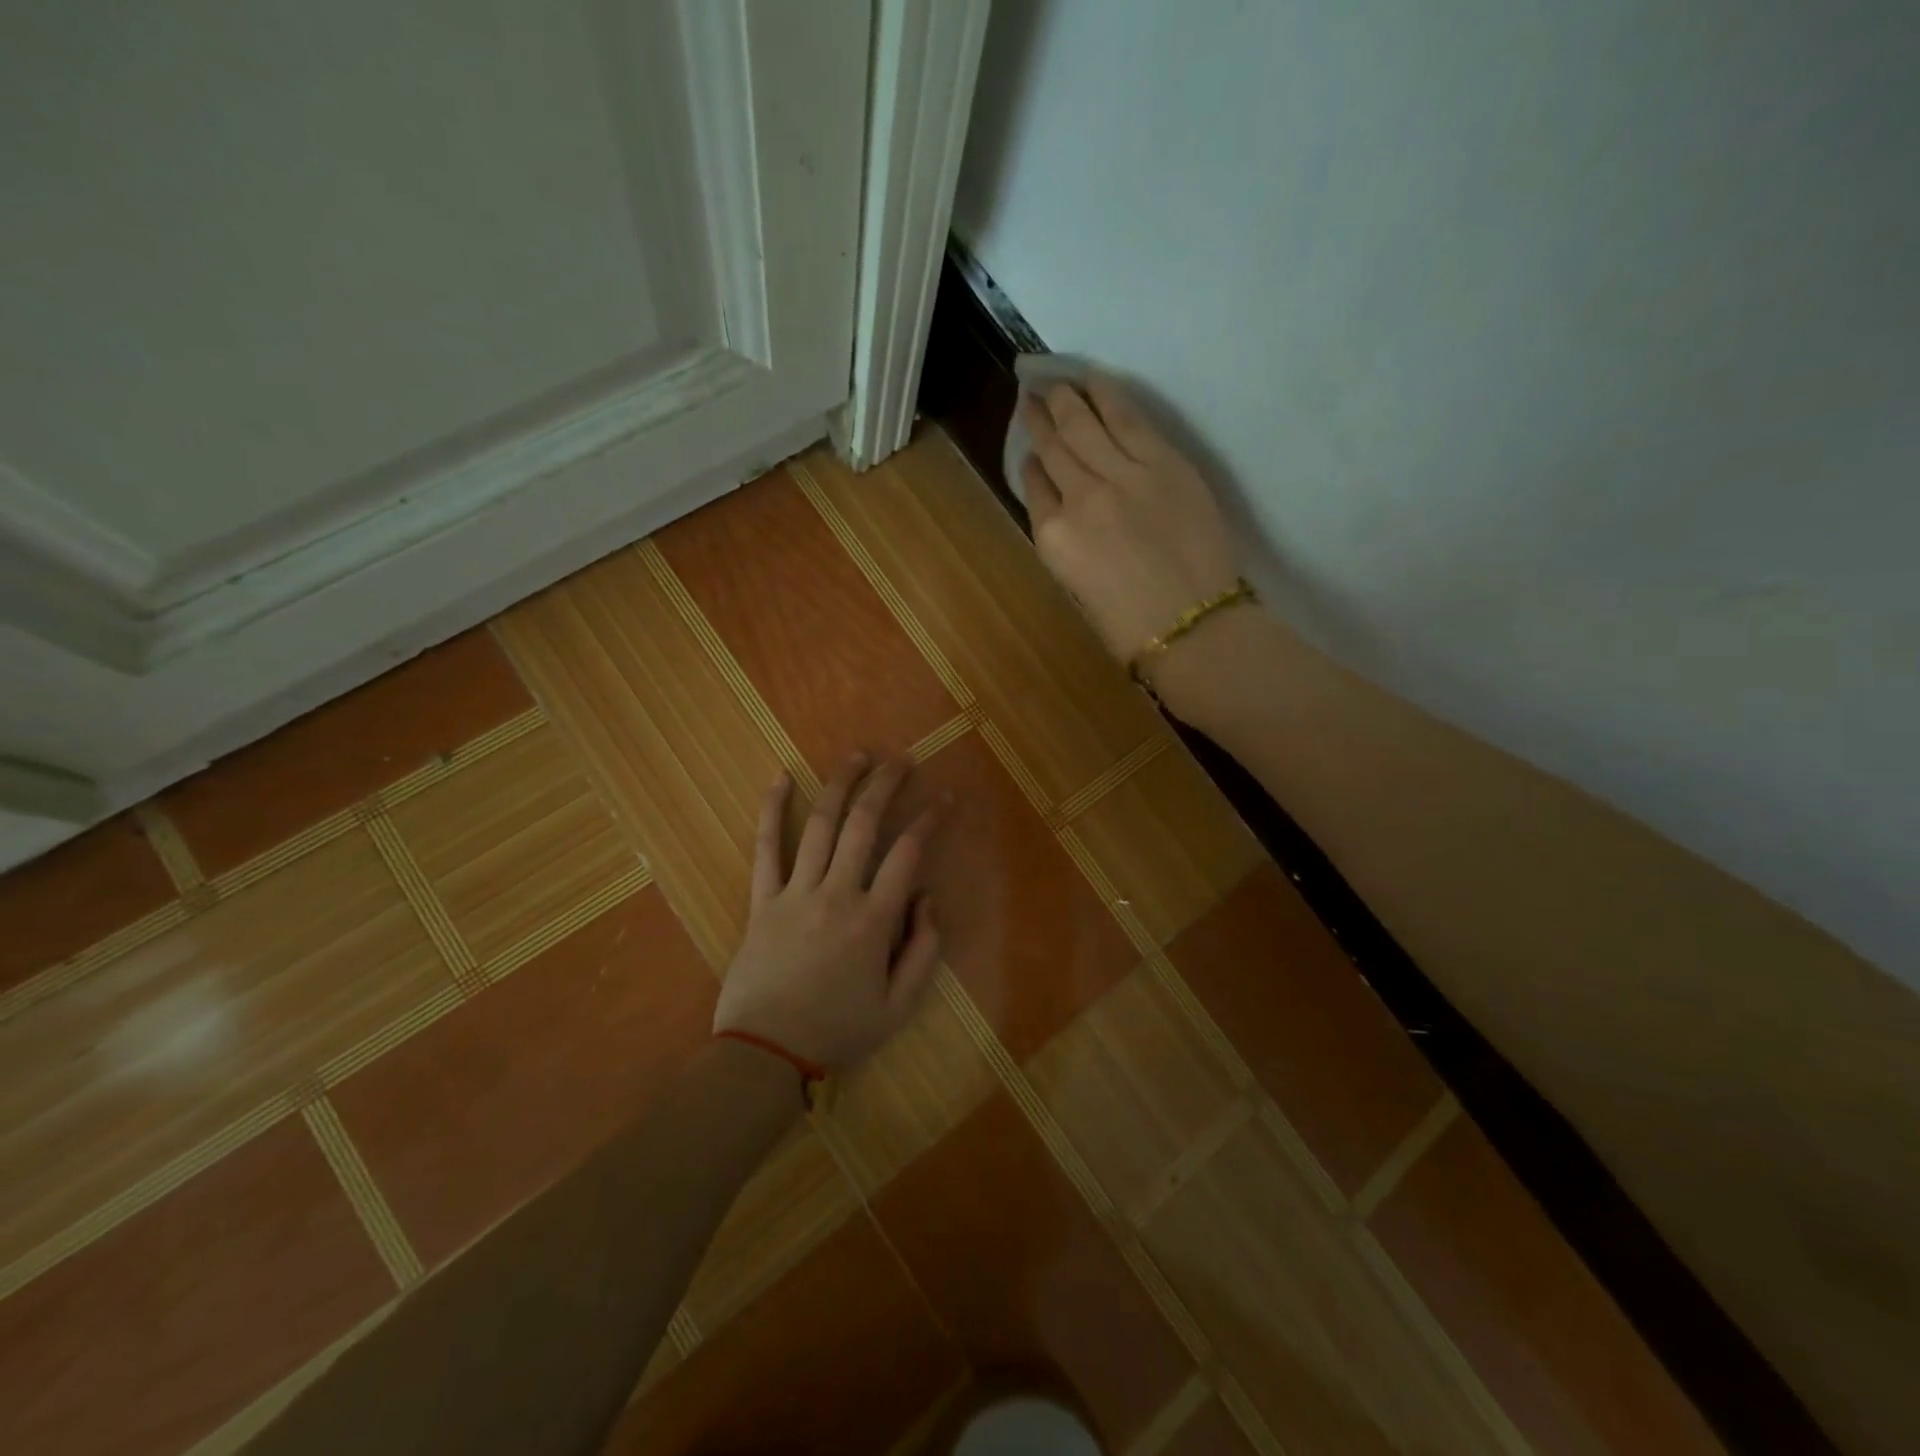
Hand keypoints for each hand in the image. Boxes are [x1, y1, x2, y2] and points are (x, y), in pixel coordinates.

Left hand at [713, 754, 944, 1071]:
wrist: (765, 1054)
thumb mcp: (898, 1007)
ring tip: (857, 756)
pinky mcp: (762, 900)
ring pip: (819, 825)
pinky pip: (765, 848)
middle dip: (887, 785)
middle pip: (864, 825)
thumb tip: (928, 898)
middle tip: (903, 760)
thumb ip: (924, 951)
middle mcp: (836, 894)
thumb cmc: (837, 1031)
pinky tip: (780, 778)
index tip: (945, 798)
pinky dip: (771, 810)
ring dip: (840, 785)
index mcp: (873, 921)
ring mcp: (795, 893)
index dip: (930, 820)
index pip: (908, 854)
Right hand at [1022, 376, 1241, 668]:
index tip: (1032, 449)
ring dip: (1067, 399)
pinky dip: (1108, 397)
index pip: (1035, 487)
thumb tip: (1062, 508)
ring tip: (1057, 381)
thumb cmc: (1130, 627)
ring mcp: (1123, 475)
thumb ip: (1065, 543)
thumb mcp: (1078, 589)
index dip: (1032, 463)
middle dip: (1042, 418)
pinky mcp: (1164, 462)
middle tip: (1034, 394)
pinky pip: (1129, 420)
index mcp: (1054, 538)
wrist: (1193, 626)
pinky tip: (1095, 381)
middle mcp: (1080, 498)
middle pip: (1056, 447)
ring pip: (1086, 425)